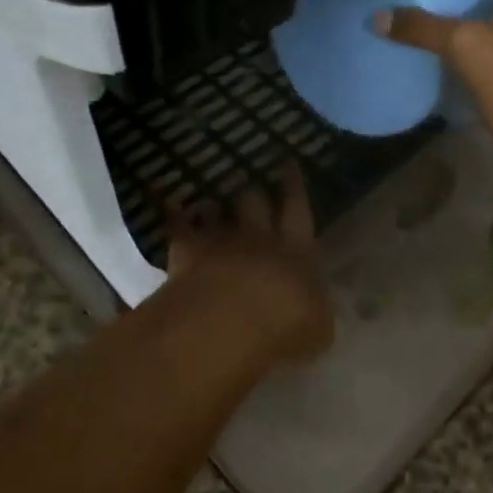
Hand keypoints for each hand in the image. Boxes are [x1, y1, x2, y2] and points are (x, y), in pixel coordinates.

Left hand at [164, 163, 332, 363]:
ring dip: (215, 206)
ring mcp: (220, 242)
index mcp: (298, 251)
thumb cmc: (287, 327)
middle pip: (256, 203)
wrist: (230, 324)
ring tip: (211, 202)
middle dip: (254, 194)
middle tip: (251, 185)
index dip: (294, 186)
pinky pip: (179, 227)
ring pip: (217, 211)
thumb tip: (316, 309)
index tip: (289, 164)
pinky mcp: (187, 253)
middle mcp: (260, 238)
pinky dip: (175, 215)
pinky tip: (172, 208)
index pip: (298, 210)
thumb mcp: (319, 328)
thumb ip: (316, 311)